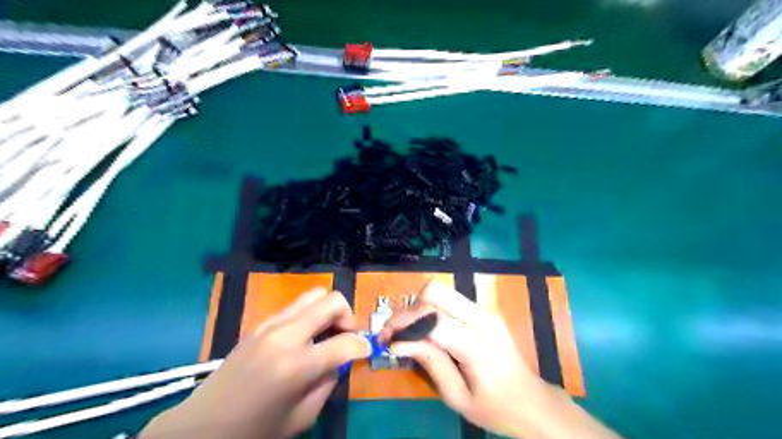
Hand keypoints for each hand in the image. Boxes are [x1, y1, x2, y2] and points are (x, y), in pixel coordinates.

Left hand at [141, 287, 372, 438]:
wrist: (201, 427)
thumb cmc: (254, 431)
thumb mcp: (302, 417)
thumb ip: (328, 382)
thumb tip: (340, 359)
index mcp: (296, 366)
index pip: (345, 343)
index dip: (363, 346)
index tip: (366, 350)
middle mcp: (285, 336)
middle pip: (331, 301)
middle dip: (348, 315)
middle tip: (347, 335)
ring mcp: (270, 325)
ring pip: (314, 295)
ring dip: (328, 310)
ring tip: (327, 332)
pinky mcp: (260, 324)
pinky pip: (295, 306)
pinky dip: (310, 314)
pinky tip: (305, 336)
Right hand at [378, 283, 548, 436]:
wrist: (531, 401)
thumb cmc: (495, 407)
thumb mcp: (457, 397)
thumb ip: (430, 363)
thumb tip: (399, 343)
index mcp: (476, 344)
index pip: (432, 318)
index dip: (404, 324)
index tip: (387, 339)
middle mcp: (482, 317)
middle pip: (435, 291)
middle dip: (410, 309)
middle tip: (399, 332)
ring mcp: (485, 309)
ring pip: (441, 290)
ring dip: (420, 307)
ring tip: (410, 332)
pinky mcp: (484, 309)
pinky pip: (450, 298)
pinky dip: (432, 308)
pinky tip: (428, 330)